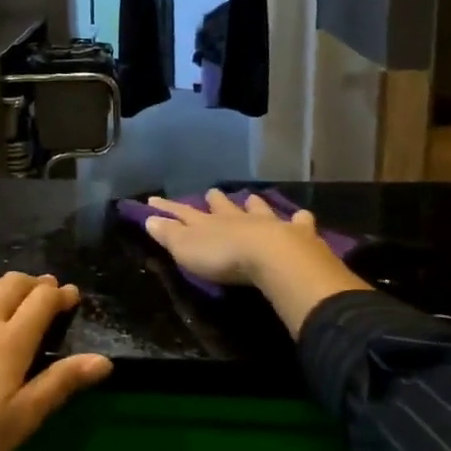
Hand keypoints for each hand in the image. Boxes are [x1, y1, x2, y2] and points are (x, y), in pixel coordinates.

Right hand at [143, 190, 369, 338]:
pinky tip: (302, 216)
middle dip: (215, 200)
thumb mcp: (187, 249)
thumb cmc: (224, 257)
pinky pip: (298, 222)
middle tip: (212, 192)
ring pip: (258, 209)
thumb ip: (169, 234)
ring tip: (250, 198)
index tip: (153, 200)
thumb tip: (149, 219)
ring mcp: (268, 223)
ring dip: (253, 204)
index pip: (182, 212)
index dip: (167, 207)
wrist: (273, 258)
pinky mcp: (296, 234)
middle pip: (223, 206)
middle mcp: (237, 218)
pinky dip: (299, 219)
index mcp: (209, 223)